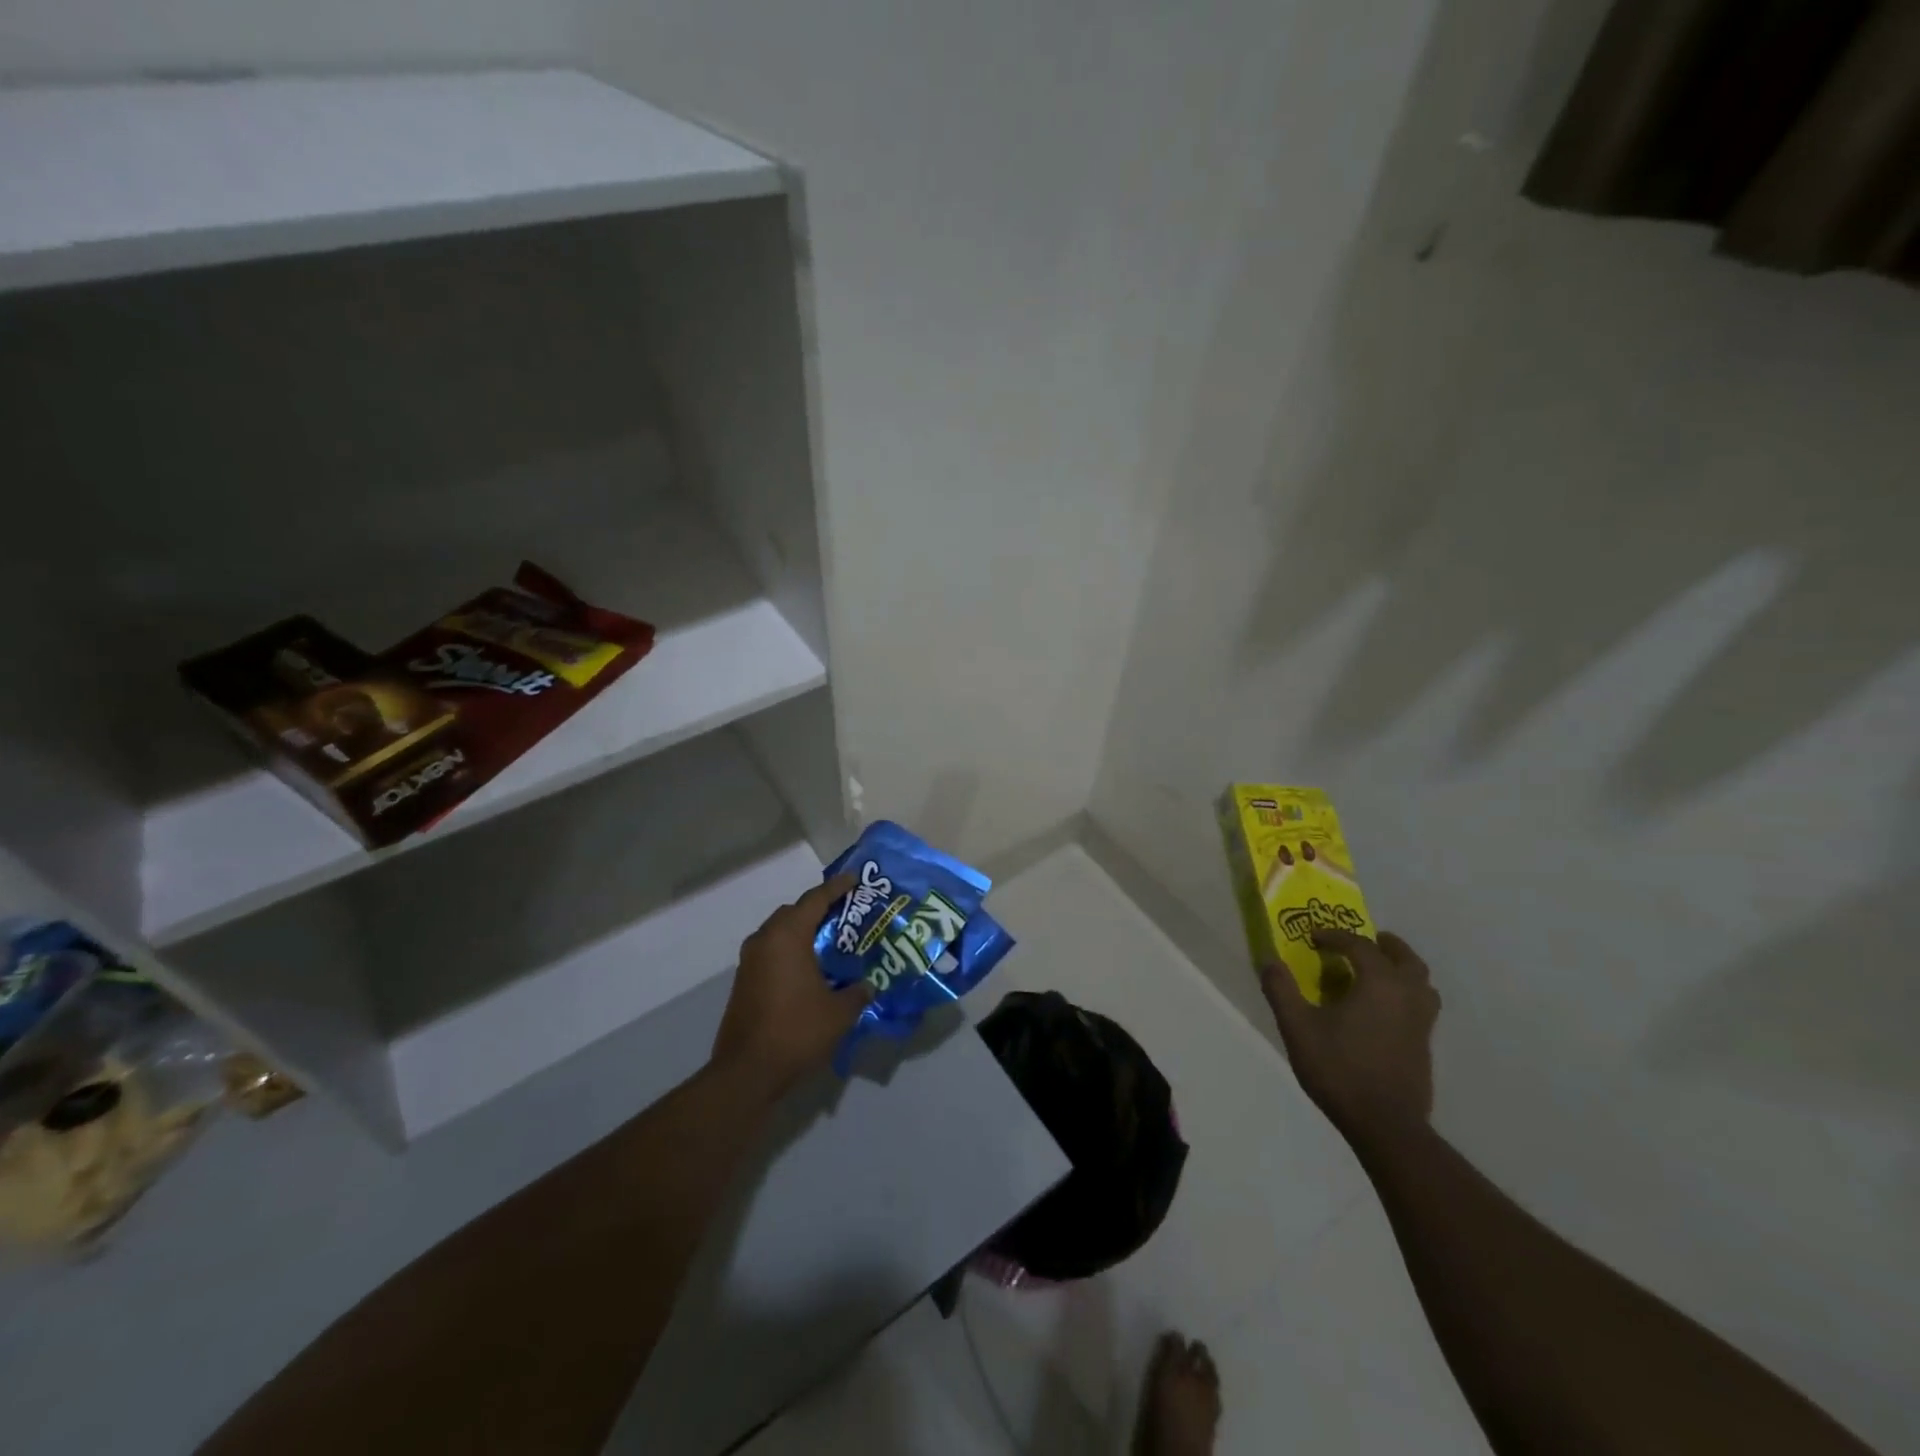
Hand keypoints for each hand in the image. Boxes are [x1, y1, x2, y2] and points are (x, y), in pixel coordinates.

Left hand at [711, 874, 873, 1097]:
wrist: (747, 1071)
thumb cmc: (797, 1030)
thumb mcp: (839, 1012)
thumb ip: (857, 992)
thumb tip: (867, 985)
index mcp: (787, 936)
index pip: (814, 900)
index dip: (836, 888)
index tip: (853, 879)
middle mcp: (764, 940)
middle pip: (793, 913)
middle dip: (817, 910)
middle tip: (844, 916)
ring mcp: (749, 962)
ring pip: (779, 934)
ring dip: (802, 933)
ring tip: (830, 944)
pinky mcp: (744, 983)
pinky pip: (771, 954)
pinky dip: (790, 953)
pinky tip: (809, 971)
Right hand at [1260, 929, 1439, 1146]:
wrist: (1385, 1125)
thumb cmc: (1339, 1069)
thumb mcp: (1297, 1027)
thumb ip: (1281, 990)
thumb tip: (1269, 960)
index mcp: (1380, 983)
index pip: (1359, 945)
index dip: (1334, 936)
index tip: (1312, 937)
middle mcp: (1407, 995)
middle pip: (1405, 958)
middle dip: (1382, 945)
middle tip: (1361, 942)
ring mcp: (1422, 1022)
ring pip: (1420, 982)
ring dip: (1400, 968)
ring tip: (1377, 971)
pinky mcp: (1424, 1045)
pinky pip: (1420, 1004)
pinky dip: (1403, 993)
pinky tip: (1381, 1009)